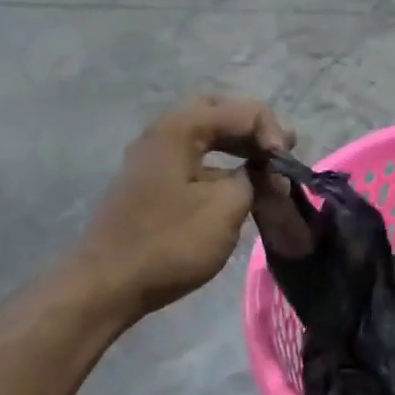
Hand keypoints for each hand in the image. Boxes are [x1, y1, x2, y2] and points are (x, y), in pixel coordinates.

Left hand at [82, 95, 294, 318]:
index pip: (241, 111)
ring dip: (237, 145)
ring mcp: (153, 158)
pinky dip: (221, 163)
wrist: (108, 283)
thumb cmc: (170, 243)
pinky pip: (194, 157)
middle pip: (218, 111)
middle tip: (278, 152)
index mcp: (180, 129)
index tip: (286, 168)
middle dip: (253, 128)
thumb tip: (263, 173)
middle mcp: (162, 133)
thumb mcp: (225, 208)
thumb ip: (254, 179)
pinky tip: (237, 185)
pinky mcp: (151, 182)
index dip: (273, 133)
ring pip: (204, 134)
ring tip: (266, 168)